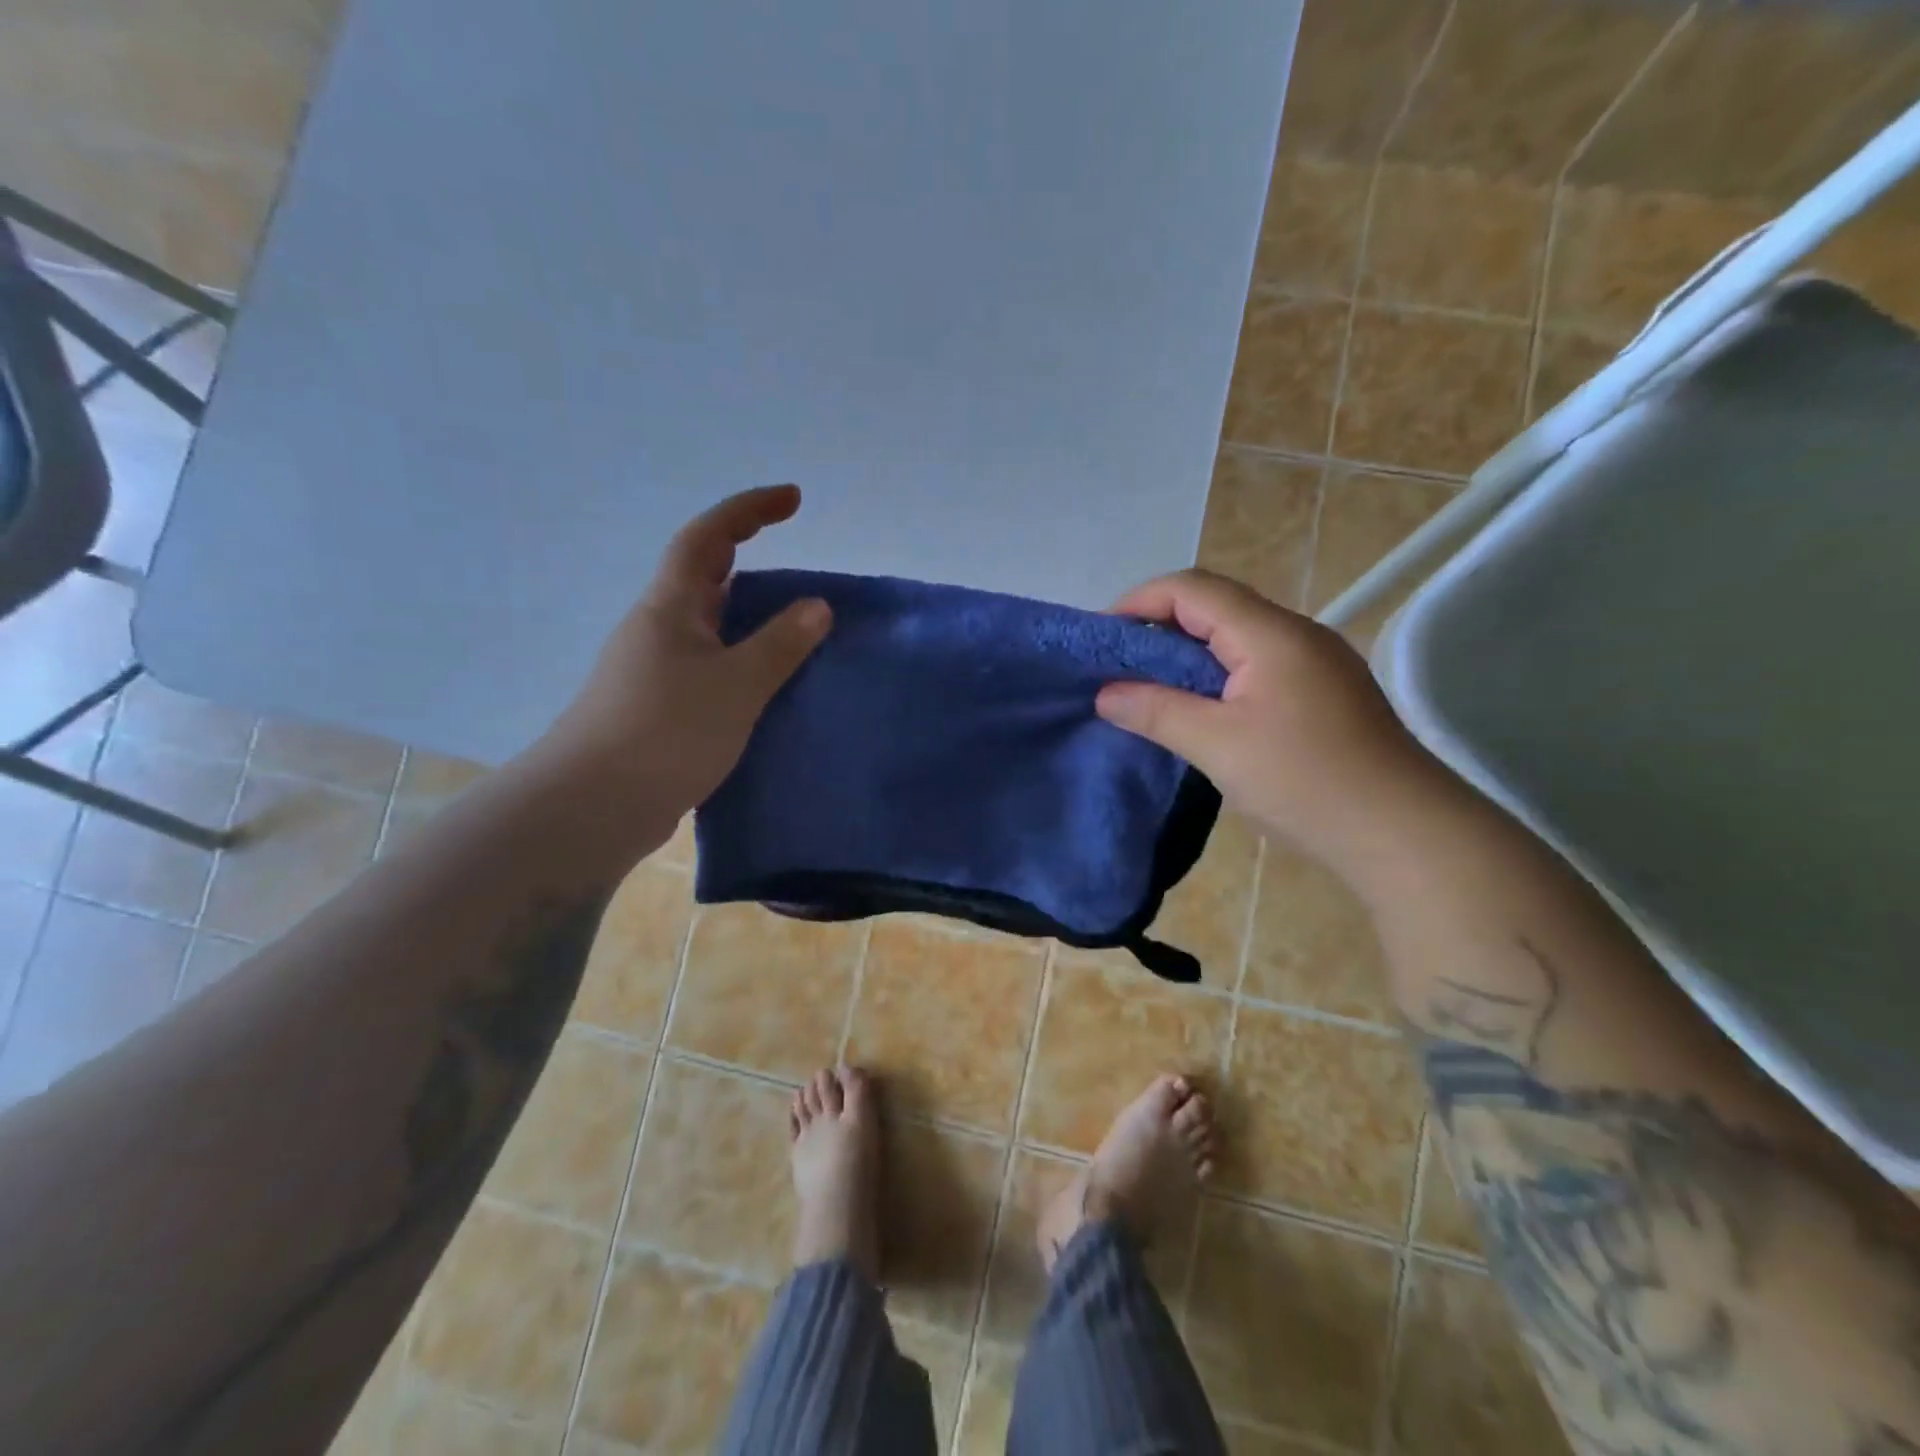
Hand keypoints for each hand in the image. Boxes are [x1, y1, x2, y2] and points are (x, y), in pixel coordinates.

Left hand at [538, 485, 830, 825]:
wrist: (593, 806)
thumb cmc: (666, 731)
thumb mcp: (736, 684)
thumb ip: (780, 643)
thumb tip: (817, 605)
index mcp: (671, 606)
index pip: (709, 536)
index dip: (749, 509)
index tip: (793, 499)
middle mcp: (658, 628)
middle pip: (706, 579)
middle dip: (751, 564)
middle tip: (801, 581)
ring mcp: (654, 670)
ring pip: (710, 629)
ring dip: (750, 623)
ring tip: (798, 639)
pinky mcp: (657, 709)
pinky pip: (709, 669)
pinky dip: (742, 665)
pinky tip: (767, 692)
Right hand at [1096, 570, 1448, 873]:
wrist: (1404, 833)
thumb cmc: (1306, 782)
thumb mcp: (1218, 746)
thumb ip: (1157, 711)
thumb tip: (1105, 694)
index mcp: (1271, 634)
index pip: (1192, 589)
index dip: (1139, 602)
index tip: (1101, 638)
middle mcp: (1296, 634)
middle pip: (1216, 606)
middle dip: (1159, 627)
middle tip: (1118, 666)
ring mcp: (1316, 663)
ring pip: (1237, 637)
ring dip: (1188, 653)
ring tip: (1148, 687)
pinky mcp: (1323, 693)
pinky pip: (1257, 665)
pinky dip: (1216, 675)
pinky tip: (1200, 710)